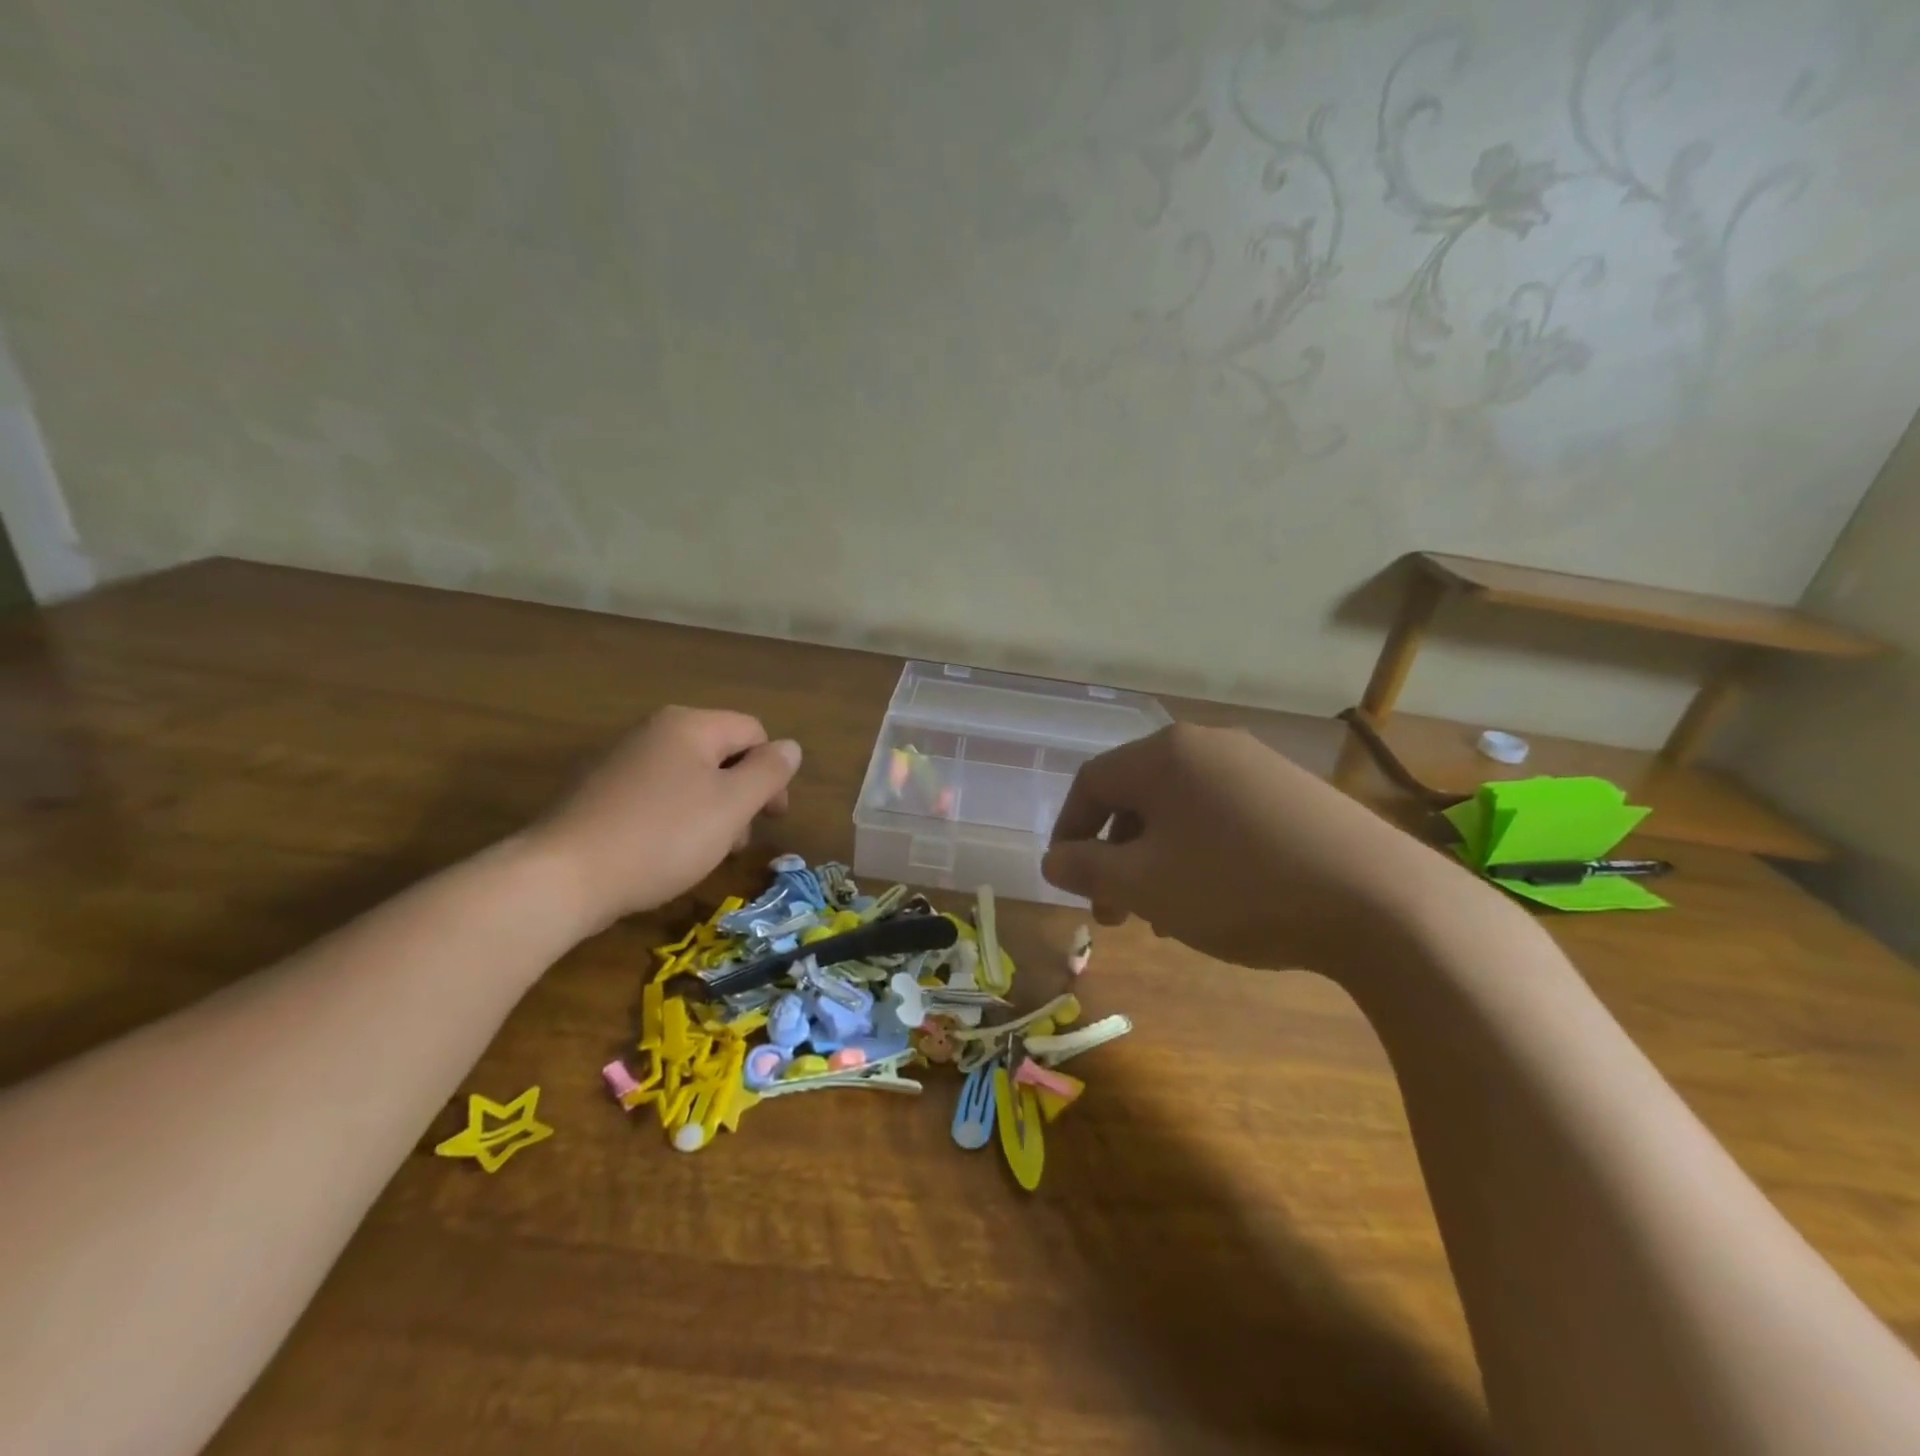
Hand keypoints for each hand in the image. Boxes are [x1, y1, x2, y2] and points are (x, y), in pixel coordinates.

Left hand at [528, 707, 801, 932]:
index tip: (773, 818)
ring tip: (706, 853)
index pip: (753, 732)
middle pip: (720, 753)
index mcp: (689, 725)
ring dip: (711, 811)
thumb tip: (790, 747)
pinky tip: (668, 853)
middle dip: (741, 794)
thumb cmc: (663, 837)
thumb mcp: (732, 805)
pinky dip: (676, 818)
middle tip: (739, 840)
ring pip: (689, 777)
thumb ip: (768, 772)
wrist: (563, 876)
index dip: (773, 772)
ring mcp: (621, 760)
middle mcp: (654, 731)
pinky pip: (657, 795)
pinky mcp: (599, 792)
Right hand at [1040, 723, 1458, 975]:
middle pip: (1136, 796)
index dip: (1068, 833)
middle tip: (1114, 913)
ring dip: (1157, 860)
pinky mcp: (1295, 792)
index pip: (1090, 783)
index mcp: (1163, 755)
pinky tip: (1217, 900)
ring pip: (1180, 810)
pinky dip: (1200, 854)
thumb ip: (1087, 870)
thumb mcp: (1144, 885)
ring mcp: (1256, 765)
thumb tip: (1053, 860)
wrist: (1379, 901)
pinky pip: (1223, 816)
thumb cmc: (1237, 887)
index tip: (1068, 883)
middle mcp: (1207, 745)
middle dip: (1114, 856)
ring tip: (1165, 916)